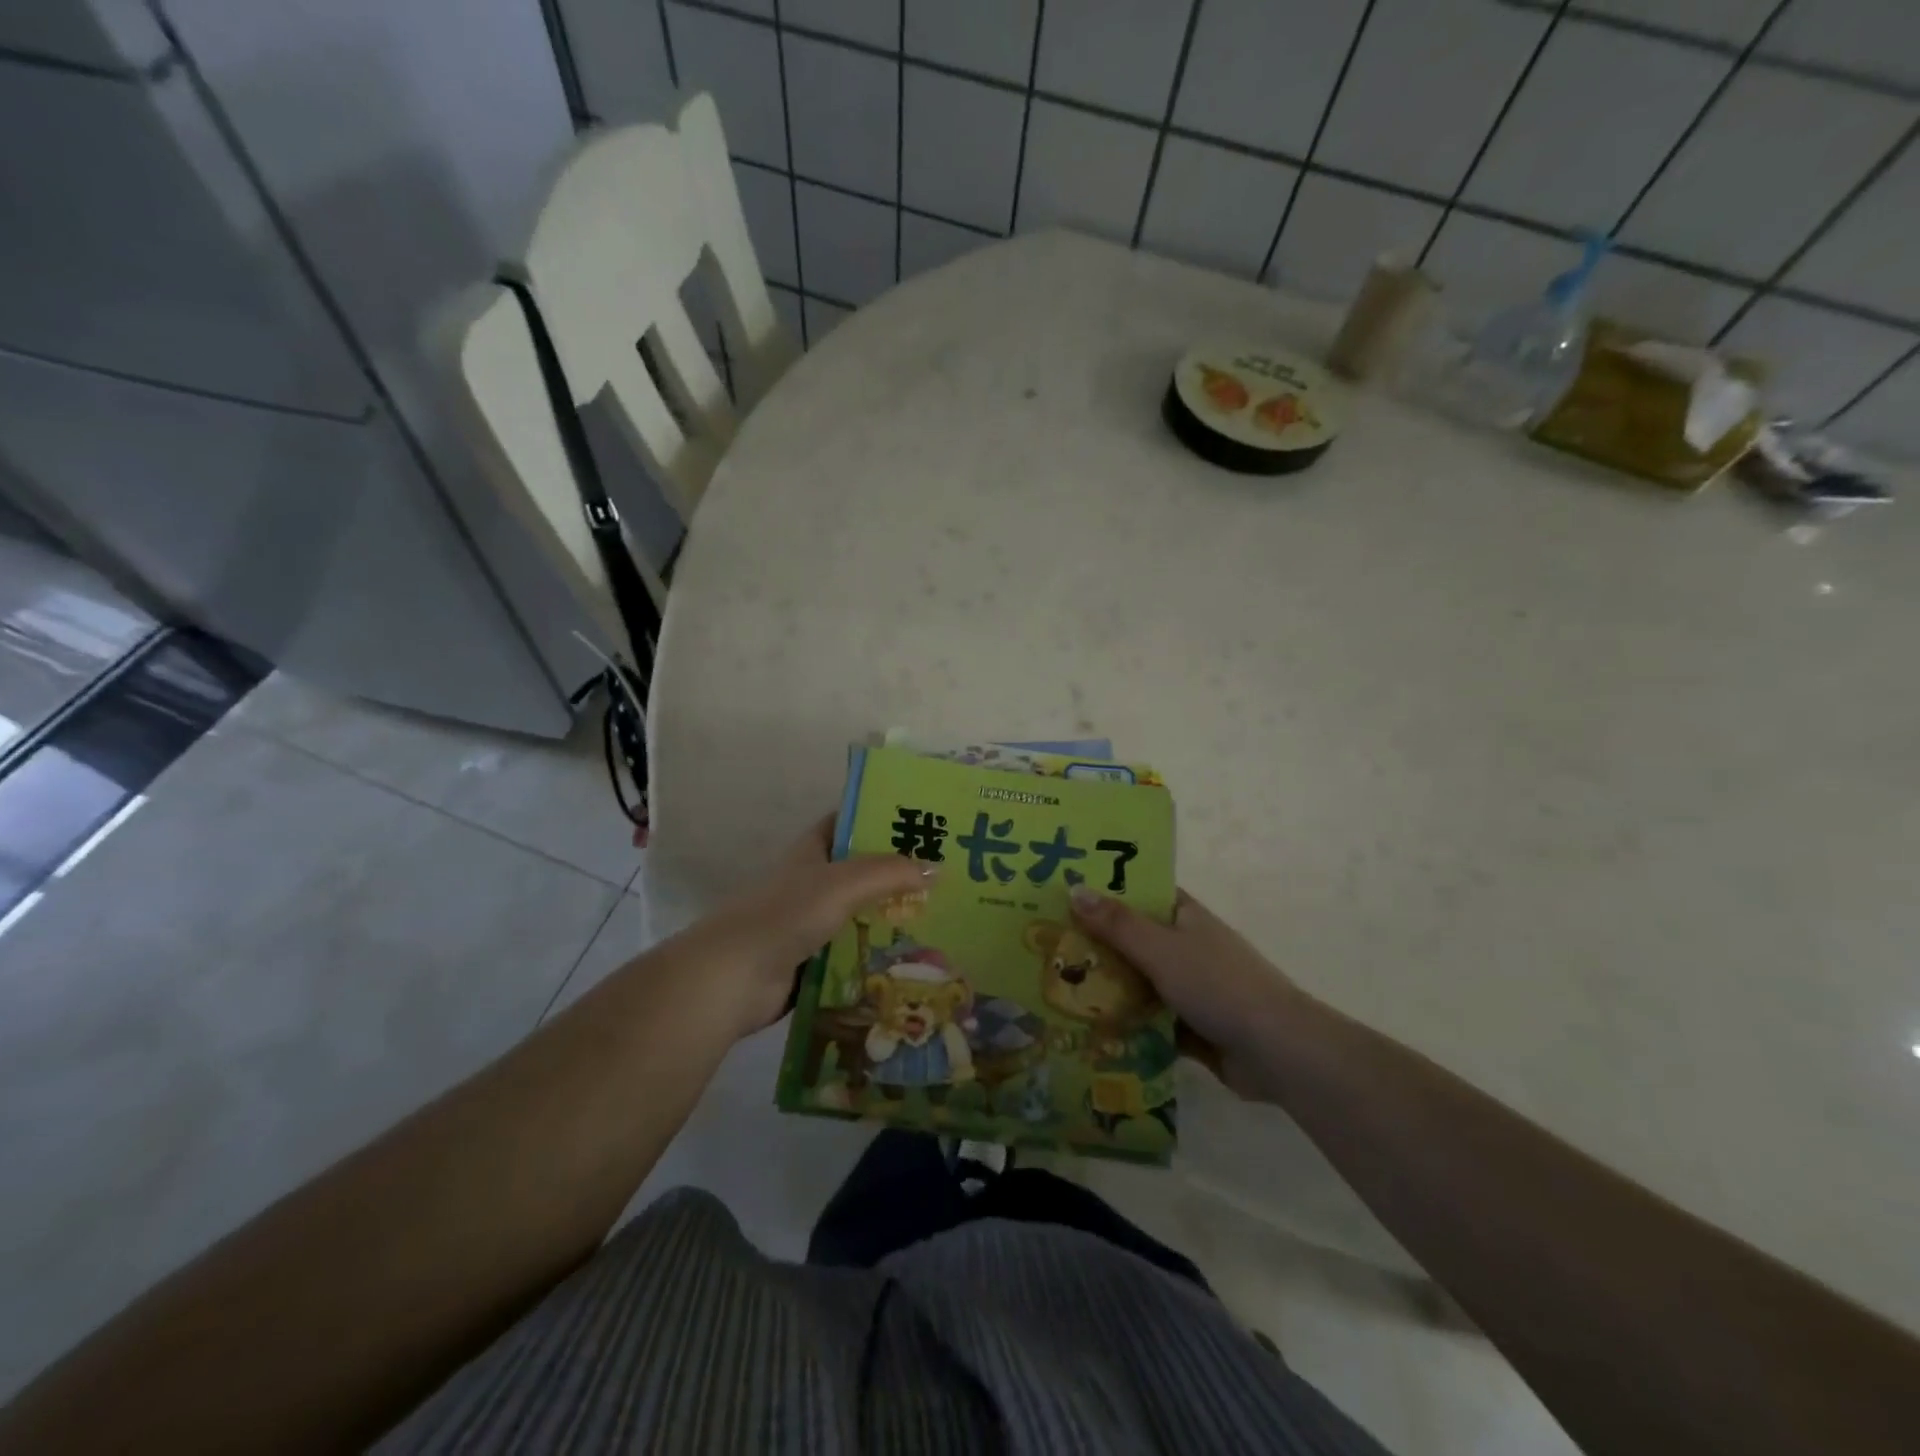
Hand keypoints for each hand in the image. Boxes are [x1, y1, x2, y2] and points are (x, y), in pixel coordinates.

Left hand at [701, 816, 930, 1037]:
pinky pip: (851, 953)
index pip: (846, 823)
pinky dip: (875, 955)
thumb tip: (938, 869)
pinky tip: (910, 959)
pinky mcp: (810, 961)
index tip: (920, 823)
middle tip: (944, 878)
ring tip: (939, 920)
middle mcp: (809, 882)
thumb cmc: (787, 914)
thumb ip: (890, 873)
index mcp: (810, 852)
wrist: (733, 977)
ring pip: (858, 915)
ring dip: (889, 919)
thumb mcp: (844, 883)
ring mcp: (808, 923)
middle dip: (895, 874)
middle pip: (859, 872)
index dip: (878, 819)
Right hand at [1069, 886, 1302, 1100]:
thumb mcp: (1160, 948)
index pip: (1141, 893)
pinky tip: (1086, 1029)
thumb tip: (1074, 888)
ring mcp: (1191, 988)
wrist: (1276, 1051)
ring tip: (1054, 987)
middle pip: (1134, 940)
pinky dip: (1125, 1023)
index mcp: (1185, 917)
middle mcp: (1188, 947)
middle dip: (1096, 944)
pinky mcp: (1192, 1027)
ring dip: (1107, 987)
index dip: (1106, 891)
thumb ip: (1117, 924)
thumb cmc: (1217, 985)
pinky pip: (1149, 1019)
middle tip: (1046, 945)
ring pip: (1138, 981)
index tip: (1064, 894)